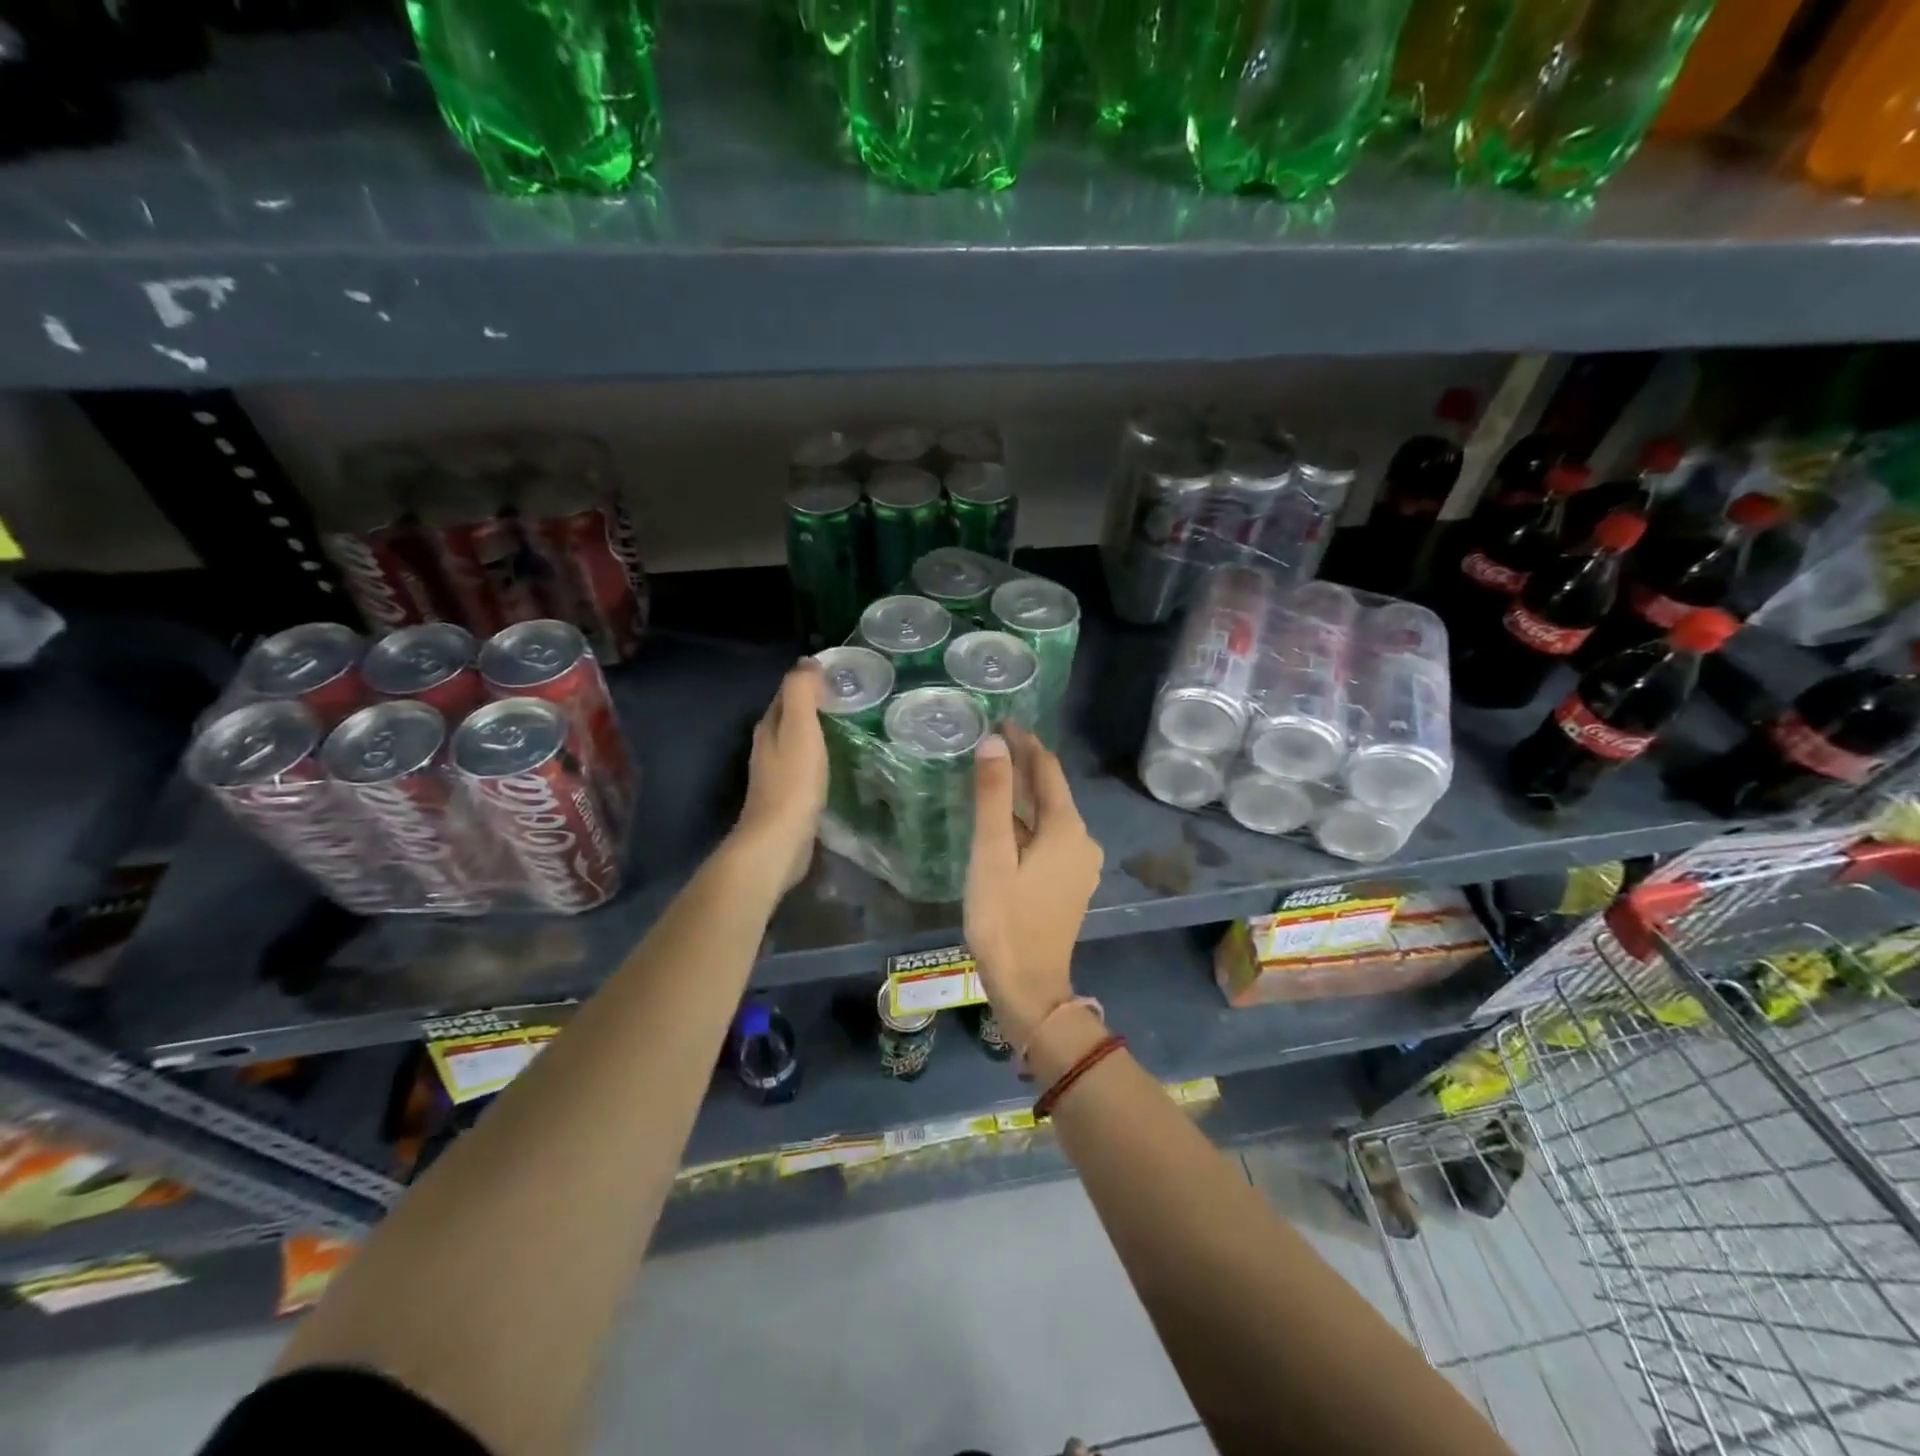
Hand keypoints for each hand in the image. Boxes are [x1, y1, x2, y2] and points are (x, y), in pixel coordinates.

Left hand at [731, 661, 827, 892]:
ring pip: (797, 742)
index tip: (840, 676)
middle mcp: (767, 747)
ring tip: (849, 727)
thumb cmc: (793, 781)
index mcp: (769, 727)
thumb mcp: (799, 729)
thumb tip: (807, 662)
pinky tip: (837, 763)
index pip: (787, 694)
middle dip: (814, 706)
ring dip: (817, 733)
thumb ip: (801, 693)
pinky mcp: (788, 798)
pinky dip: (819, 757)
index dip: (809, 682)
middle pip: (790, 718)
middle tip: (850, 701)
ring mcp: (776, 774)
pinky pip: (804, 767)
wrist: (780, 840)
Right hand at [964, 727, 1102, 1048]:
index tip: (1002, 722)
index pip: (1048, 769)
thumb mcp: (992, 854)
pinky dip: (1029, 823)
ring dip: (1025, 795)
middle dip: (1025, 766)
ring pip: (1051, 816)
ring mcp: (1080, 864)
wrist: (1029, 986)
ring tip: (994, 778)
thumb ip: (994, 796)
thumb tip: (995, 743)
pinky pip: (1050, 838)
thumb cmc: (1005, 918)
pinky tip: (1006, 824)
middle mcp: (1082, 840)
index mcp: (1067, 828)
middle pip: (1052, 791)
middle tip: (992, 745)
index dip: (1026, 743)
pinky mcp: (1071, 883)